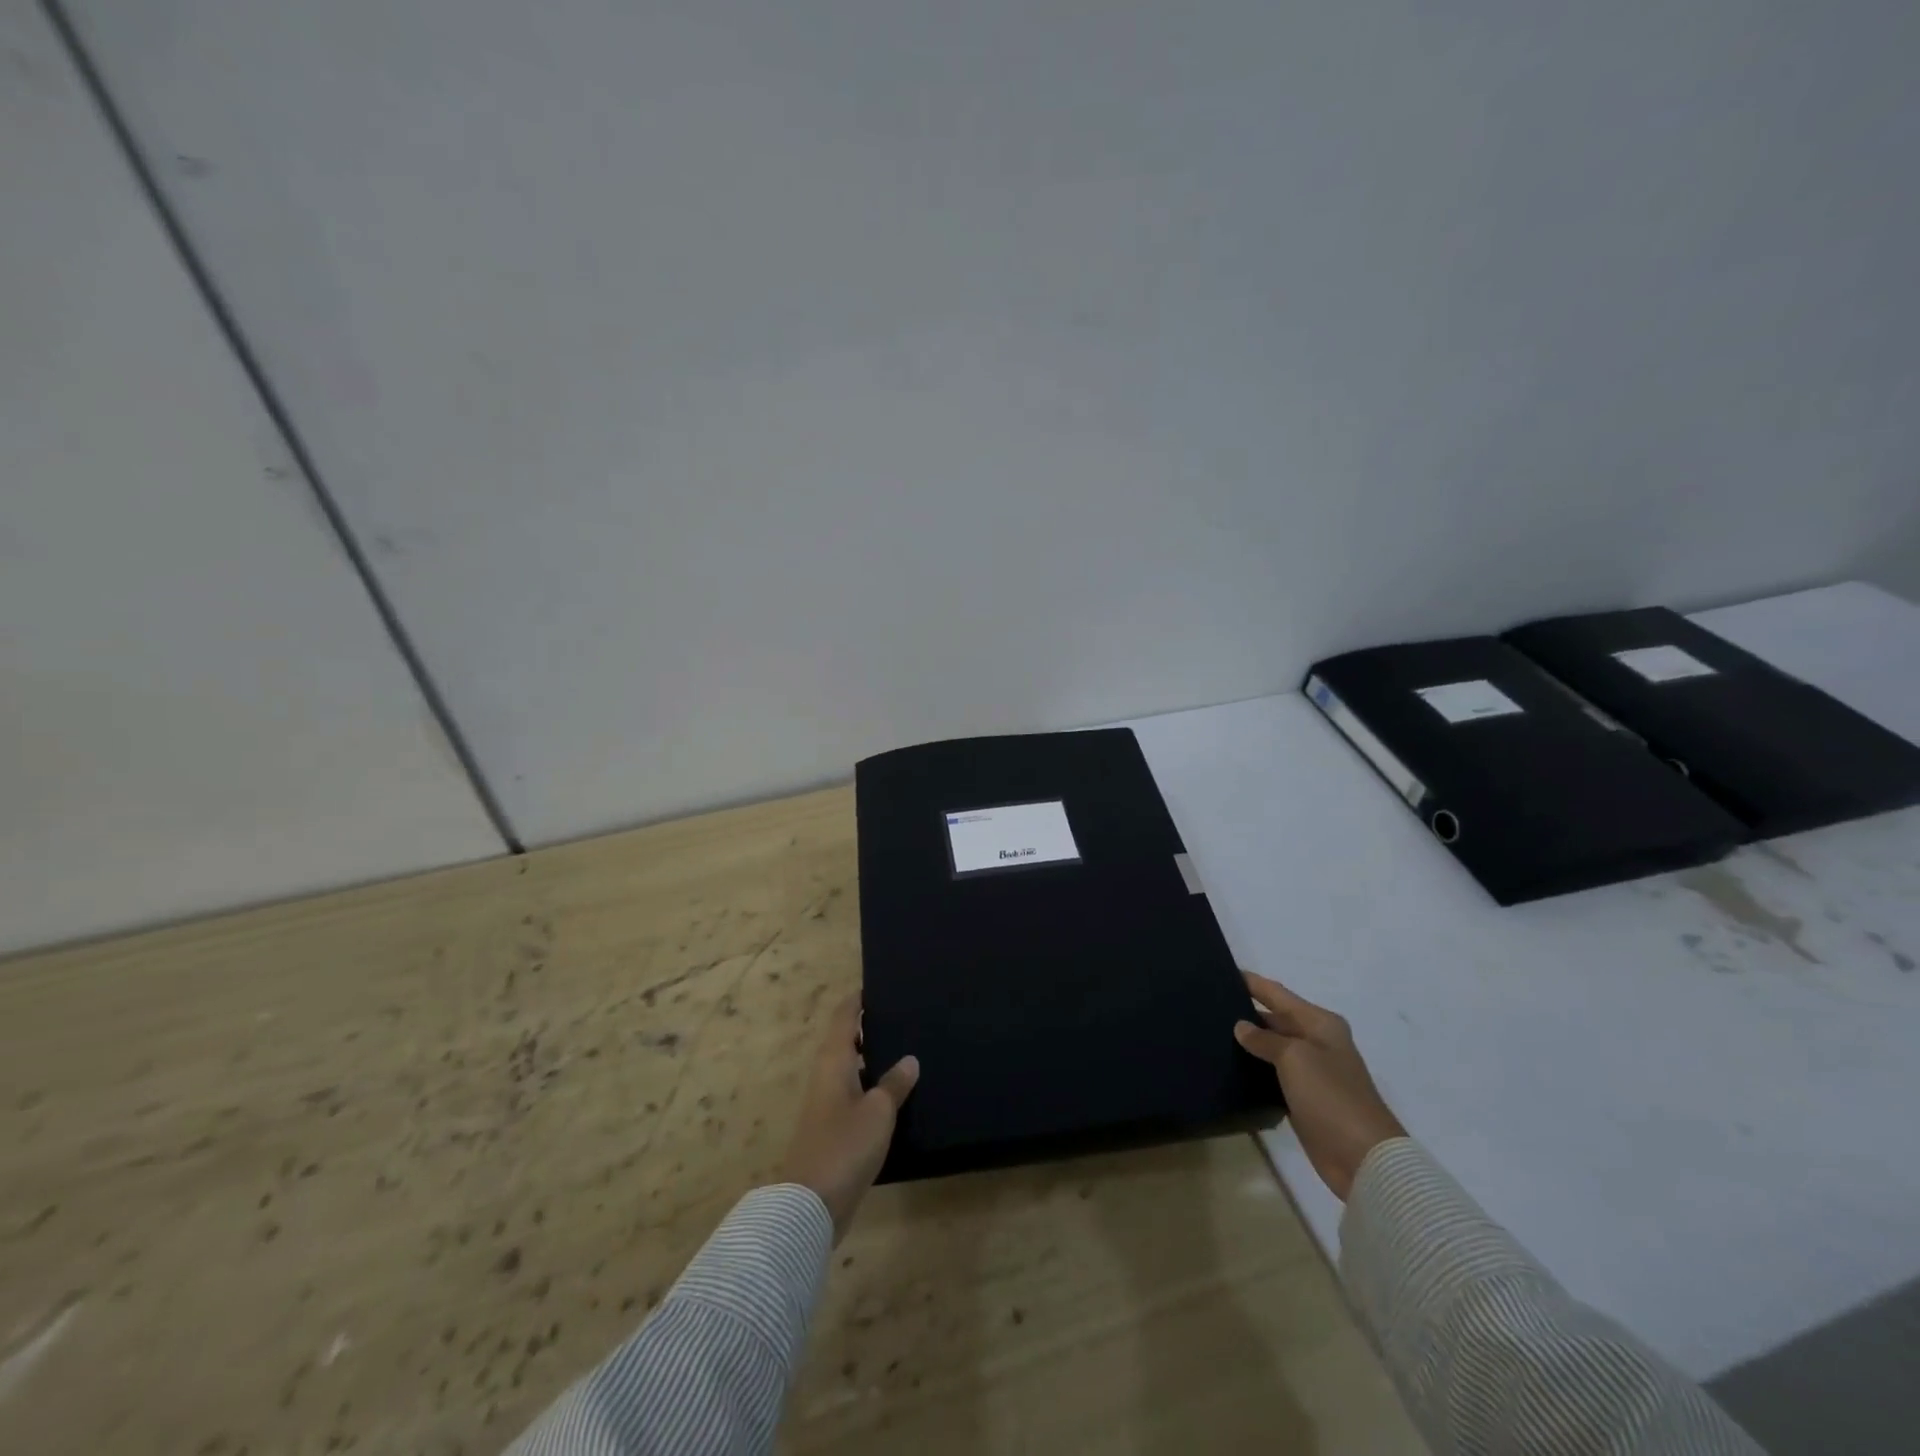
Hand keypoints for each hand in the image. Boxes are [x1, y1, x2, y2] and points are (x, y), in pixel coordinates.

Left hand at [779, 996, 918, 1241]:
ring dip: (872, 1057)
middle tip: (902, 1015)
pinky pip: (853, 1092)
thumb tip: (909, 1059)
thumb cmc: (845, 1146)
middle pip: (845, 1040)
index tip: (878, 984)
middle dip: (869, 1026)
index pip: (844, 1017)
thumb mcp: (879, 1111)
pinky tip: (894, 1093)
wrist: (810, 1205)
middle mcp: (826, 1076)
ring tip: (905, 1048)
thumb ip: (895, 1083)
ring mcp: (826, 1103)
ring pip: (850, 1067)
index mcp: (833, 1061)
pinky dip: (871, 1084)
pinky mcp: (831, 1128)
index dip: (858, 999)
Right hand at [1235, 971, 1405, 1201]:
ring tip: (1212, 1032)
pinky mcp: (1304, 1099)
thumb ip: (1264, 1039)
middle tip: (1208, 1005)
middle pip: (1276, 1019)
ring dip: (1249, 1042)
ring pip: (1273, 1047)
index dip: (1253, 983)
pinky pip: (1273, 1074)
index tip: (1223, 971)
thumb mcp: (1294, 1058)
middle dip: (1247, 1012)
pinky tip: (1230, 1065)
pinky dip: (1255, 1069)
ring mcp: (1312, 1072)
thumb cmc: (1331, 1095)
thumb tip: (1241, 1027)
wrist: (1363, 1158)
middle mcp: (1317, 1042)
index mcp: (1321, 1024)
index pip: (1279, 994)